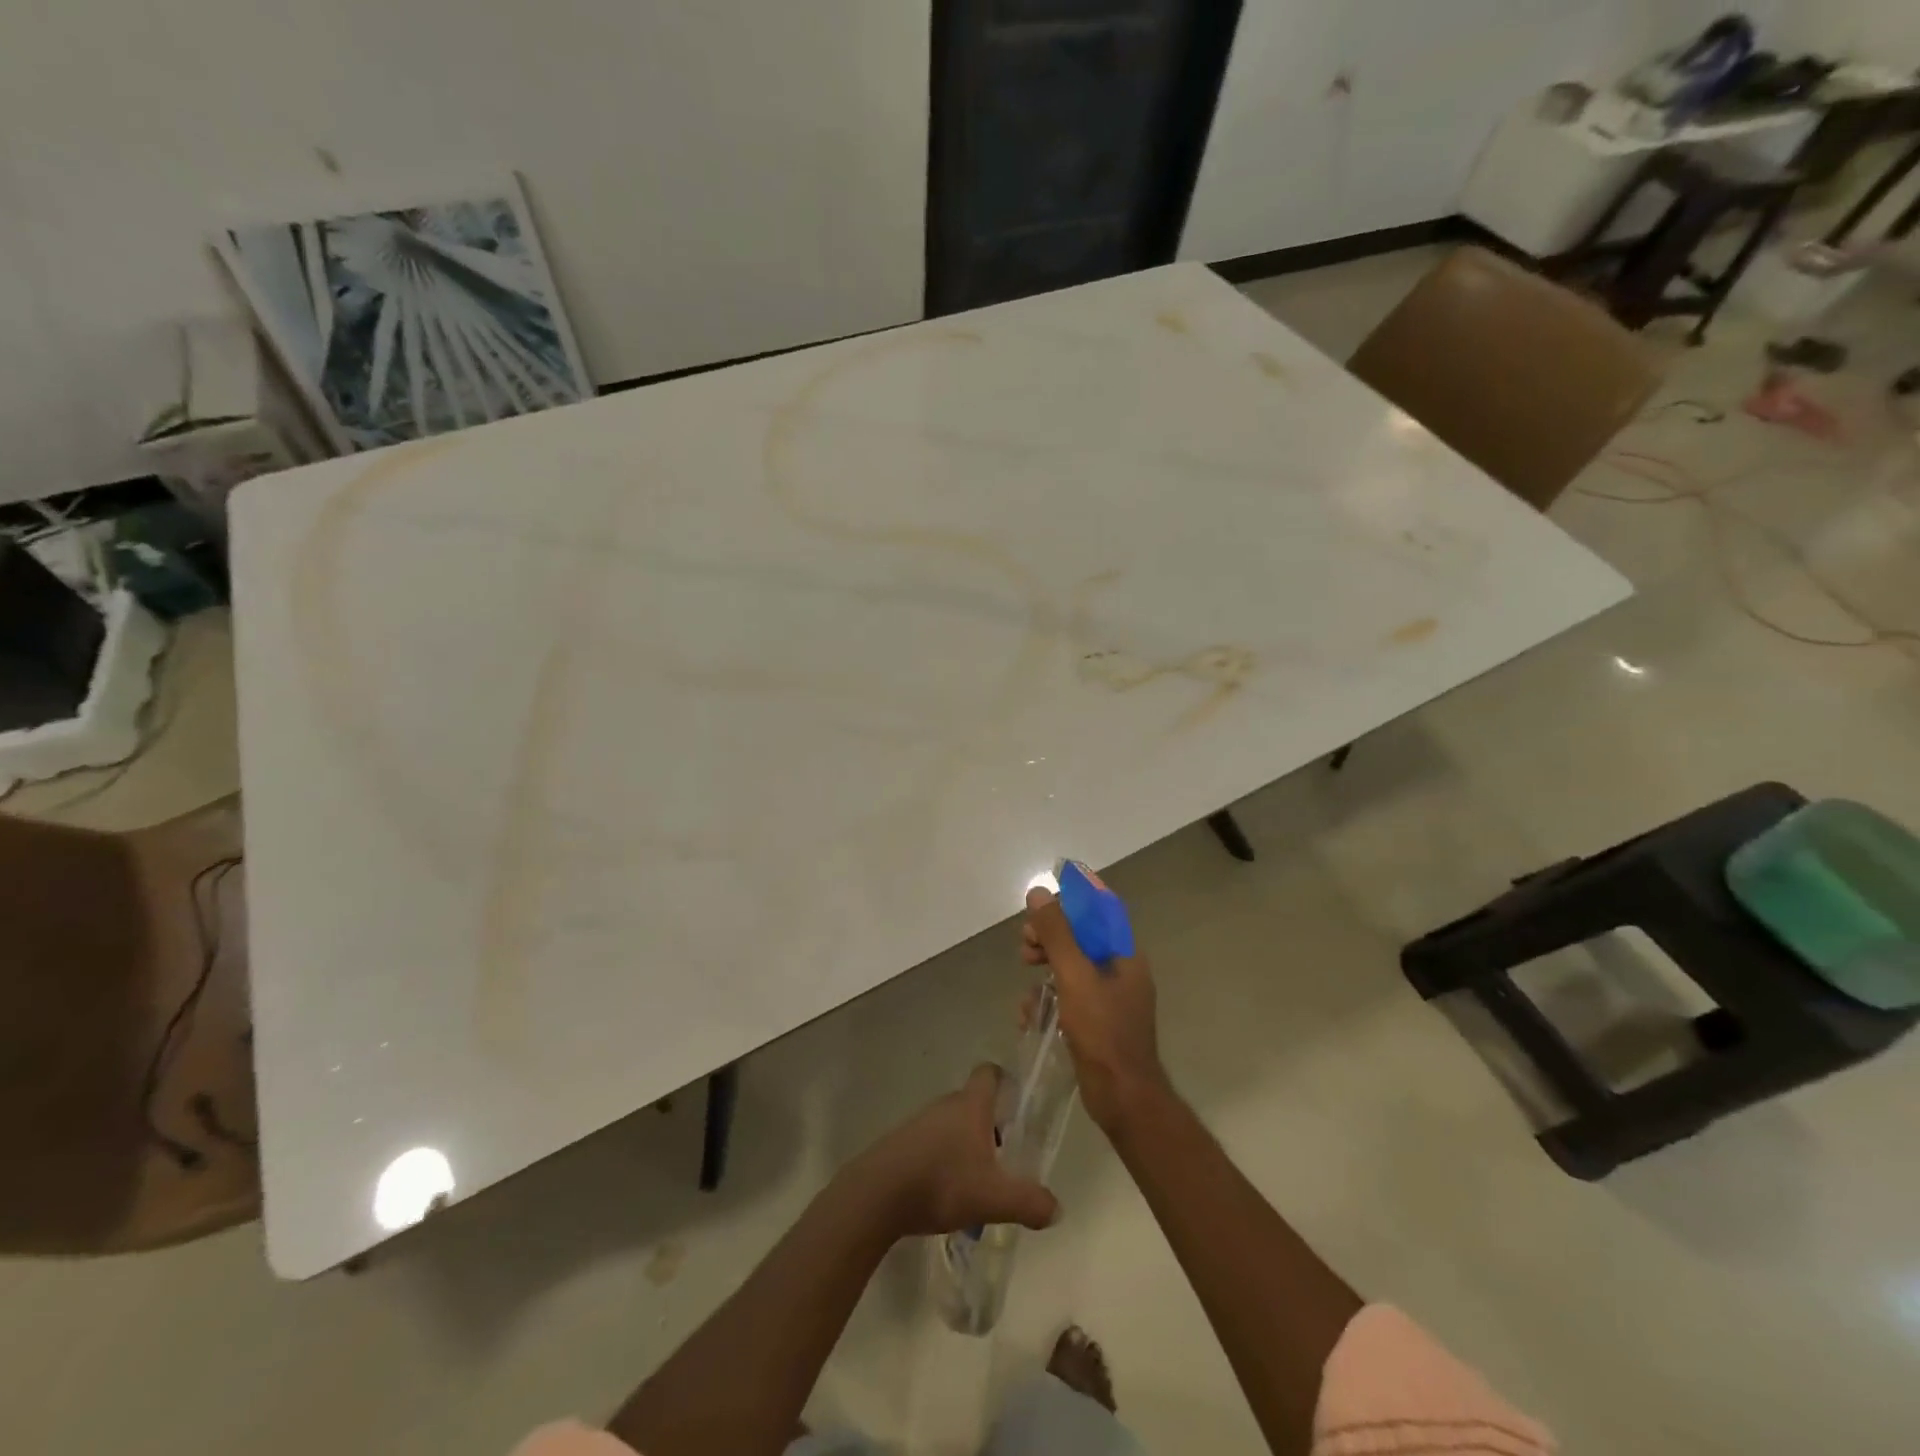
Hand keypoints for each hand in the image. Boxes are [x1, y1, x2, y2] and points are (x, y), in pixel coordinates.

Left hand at [855, 1065, 1060, 1237]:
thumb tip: (1057, 1207)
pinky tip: (947, 1190)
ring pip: (952, 1124)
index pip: (989, 1073)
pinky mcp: (902, 1143)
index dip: (1005, 1080)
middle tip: (1006, 1155)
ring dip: (966, 1144)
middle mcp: (946, 1104)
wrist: (878, 1194)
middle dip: (991, 1124)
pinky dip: (943, 1158)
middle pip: (973, 1102)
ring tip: (978, 1180)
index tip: (1018, 1101)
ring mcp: (920, 1122)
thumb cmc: (941, 1183)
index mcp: (971, 1105)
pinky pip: (931, 1142)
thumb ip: (1029, 1202)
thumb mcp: (993, 1198)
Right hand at [1022, 887, 1168, 1135]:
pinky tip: (1028, 1014)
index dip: (1070, 902)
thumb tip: (1038, 892)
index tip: (1040, 908)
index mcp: (1125, 954)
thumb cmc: (1103, 1030)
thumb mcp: (1075, 975)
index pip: (1100, 910)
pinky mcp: (1095, 1023)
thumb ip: (1057, 933)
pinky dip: (1047, 1000)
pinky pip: (1068, 998)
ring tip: (1024, 979)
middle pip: (1081, 938)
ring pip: (1070, 968)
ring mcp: (1109, 999)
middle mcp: (1120, 971)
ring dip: (1044, 968)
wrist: (1122, 1097)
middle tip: (1025, 946)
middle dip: (1049, 938)